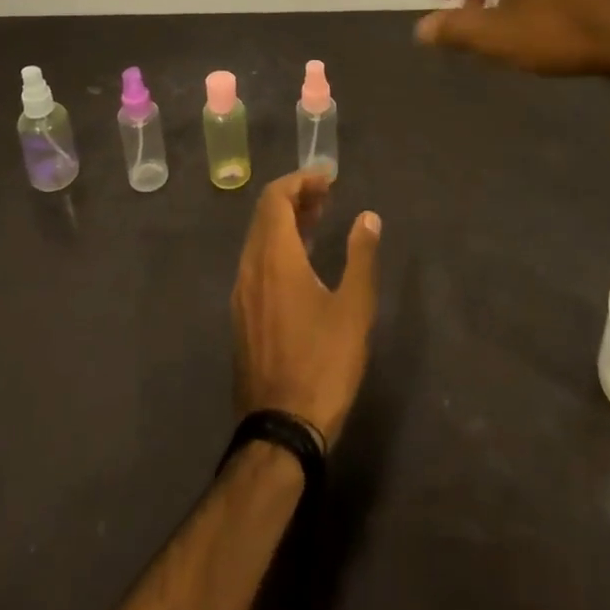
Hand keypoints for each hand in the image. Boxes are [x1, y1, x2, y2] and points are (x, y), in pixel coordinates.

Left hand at [232, 171, 380, 446]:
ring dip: (285, 222)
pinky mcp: (241, 316)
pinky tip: (301, 263)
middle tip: (327, 196)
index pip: (275, 197)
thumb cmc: (322, 364)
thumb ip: (361, 256)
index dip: (300, 181)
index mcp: (274, 257)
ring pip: (258, 239)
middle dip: (294, 197)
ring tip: (318, 222)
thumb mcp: (354, 309)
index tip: (328, 179)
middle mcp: (250, 266)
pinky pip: (256, 263)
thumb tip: (368, 217)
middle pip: (264, 214)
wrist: (280, 431)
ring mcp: (241, 293)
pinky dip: (277, 247)